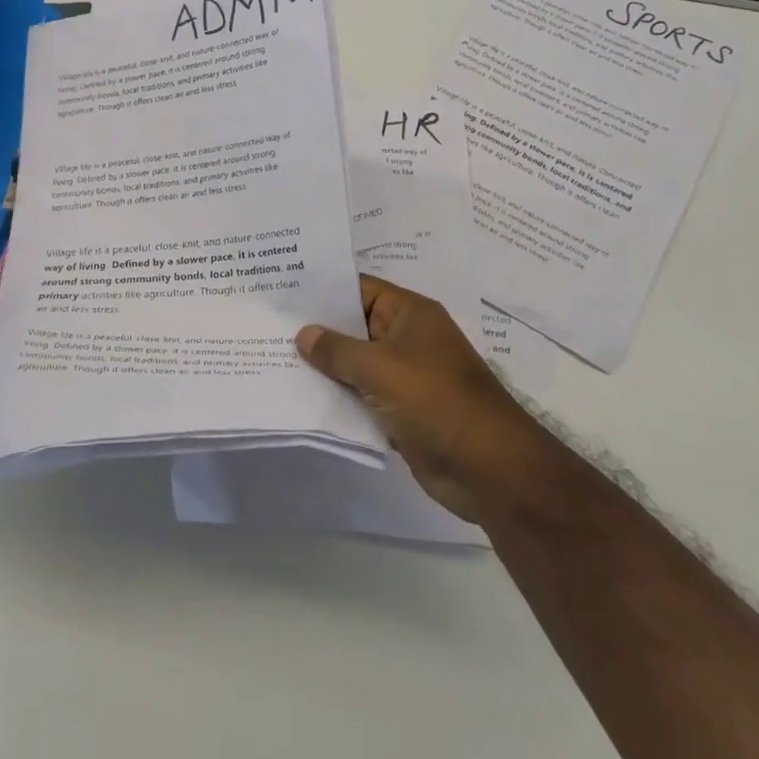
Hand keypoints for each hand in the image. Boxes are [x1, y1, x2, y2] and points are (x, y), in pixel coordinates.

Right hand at [298, 276, 544, 523]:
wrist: (488, 468)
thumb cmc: (435, 399)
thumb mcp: (380, 367)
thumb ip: (337, 350)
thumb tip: (304, 334)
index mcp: (410, 314)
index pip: (360, 289)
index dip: (324, 291)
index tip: (284, 293)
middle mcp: (408, 339)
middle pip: (355, 327)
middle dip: (318, 331)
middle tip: (270, 327)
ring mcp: (405, 377)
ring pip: (357, 365)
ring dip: (326, 368)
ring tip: (276, 360)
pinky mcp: (402, 413)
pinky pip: (363, 397)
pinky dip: (340, 399)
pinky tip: (303, 399)